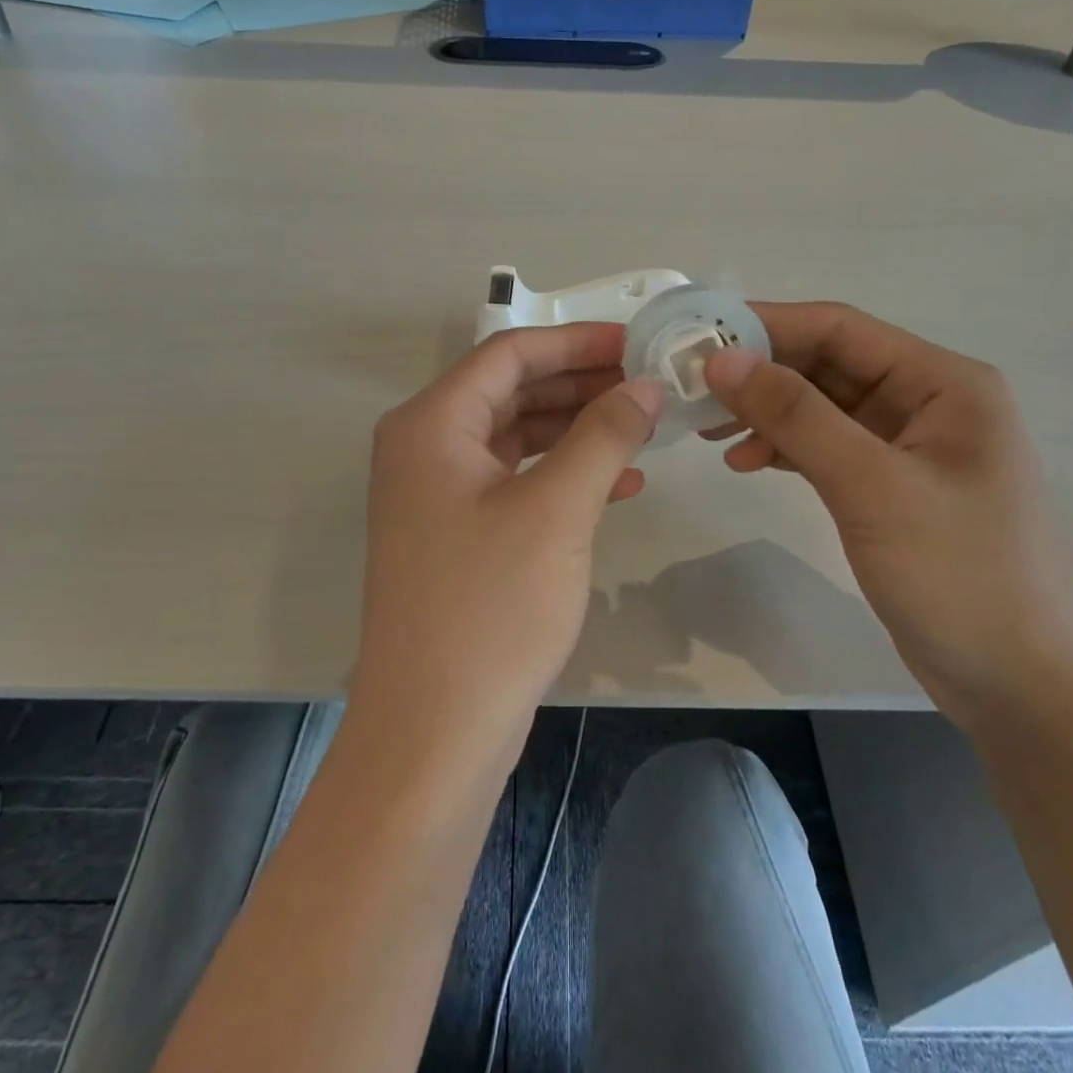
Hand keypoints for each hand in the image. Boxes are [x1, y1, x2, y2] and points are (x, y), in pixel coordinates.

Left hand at [354, 324, 663, 751]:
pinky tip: (618, 482)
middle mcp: (424, 448)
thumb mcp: (557, 509)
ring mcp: (437, 495)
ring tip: (643, 426)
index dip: (576, 341)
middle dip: (581, 384)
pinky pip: (514, 481)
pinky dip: (562, 474)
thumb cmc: (491, 607)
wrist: (434, 731)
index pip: (509, 354)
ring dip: (577, 428)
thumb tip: (645, 385)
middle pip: (510, 391)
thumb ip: (603, 434)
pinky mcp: (456, 535)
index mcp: (431, 424)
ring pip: (516, 437)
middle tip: (648, 384)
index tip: (637, 342)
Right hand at [703, 303, 1072, 728]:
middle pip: (828, 365)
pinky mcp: (891, 490)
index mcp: (942, 382)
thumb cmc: (962, 576)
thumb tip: (723, 359)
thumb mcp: (873, 487)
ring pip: (822, 407)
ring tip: (709, 430)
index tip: (698, 340)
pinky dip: (785, 449)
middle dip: (760, 374)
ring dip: (767, 413)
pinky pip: (827, 448)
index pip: (839, 328)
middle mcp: (927, 402)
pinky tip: (747, 462)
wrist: (1027, 689)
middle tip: (692, 391)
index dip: (766, 326)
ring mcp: (909, 448)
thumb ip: (797, 416)